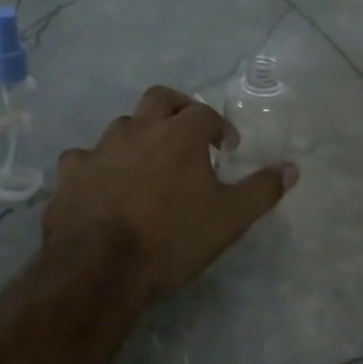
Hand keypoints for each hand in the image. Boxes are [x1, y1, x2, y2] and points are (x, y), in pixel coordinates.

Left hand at [43, 86, 298, 304]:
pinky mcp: (70, 172)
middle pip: (160, 98)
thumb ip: (262, 190)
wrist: (100, 264)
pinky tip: (101, 182)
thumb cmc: (172, 237)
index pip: (205, 113)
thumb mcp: (230, 219)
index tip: (226, 148)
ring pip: (122, 125)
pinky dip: (97, 164)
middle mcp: (139, 129)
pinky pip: (84, 157)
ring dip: (138, 135)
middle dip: (178, 108)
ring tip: (148, 163)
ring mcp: (100, 148)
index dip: (219, 127)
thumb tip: (292, 168)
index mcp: (180, 134)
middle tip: (188, 132)